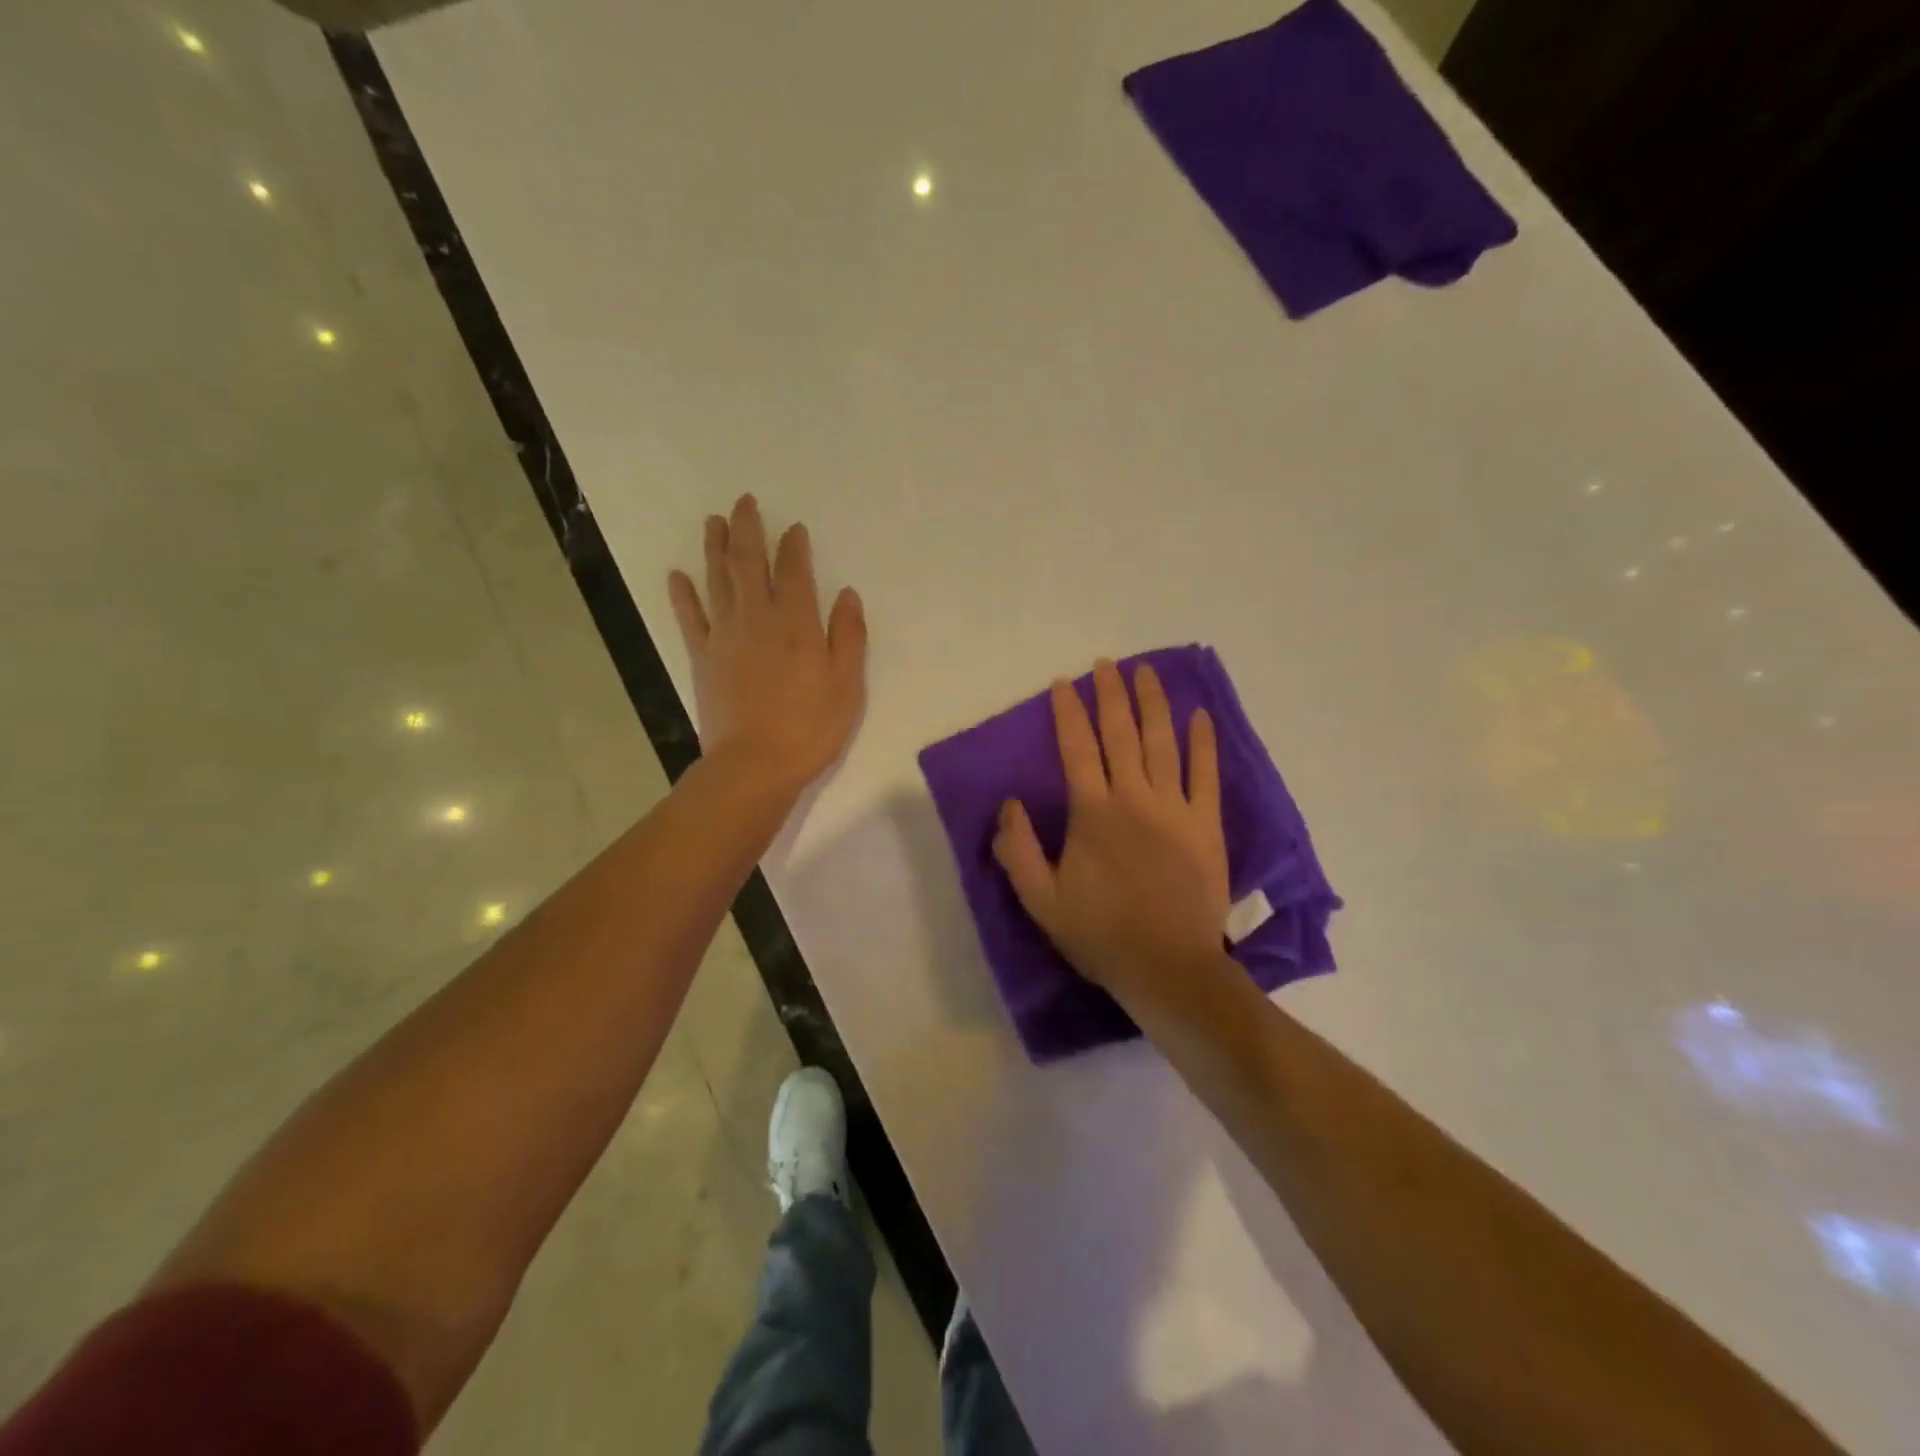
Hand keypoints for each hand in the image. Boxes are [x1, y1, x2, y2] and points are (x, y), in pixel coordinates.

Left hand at [667, 494, 866, 793]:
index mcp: (797, 623)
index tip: (794, 528)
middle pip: (749, 563)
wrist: (755, 764)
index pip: (795, 571)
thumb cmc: (810, 727)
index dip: (794, 545)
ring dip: (715, 548)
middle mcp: (758, 618)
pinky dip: (683, 595)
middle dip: (748, 530)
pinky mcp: (703, 658)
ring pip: (717, 581)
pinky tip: (677, 575)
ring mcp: (724, 636)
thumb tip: (847, 594)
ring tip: (714, 522)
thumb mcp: (847, 684)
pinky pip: (690, 618)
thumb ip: (849, 636)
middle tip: (744, 502)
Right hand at [993, 659, 1229, 1008]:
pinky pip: (1205, 775)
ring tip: (1146, 673)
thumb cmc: (1099, 933)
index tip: (1064, 684)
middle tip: (1106, 664)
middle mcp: (1133, 798)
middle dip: (1111, 694)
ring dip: (1153, 704)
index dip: (1068, 712)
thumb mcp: (1040, 900)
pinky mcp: (1205, 825)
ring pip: (1162, 743)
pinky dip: (1202, 743)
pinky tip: (1199, 716)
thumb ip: (1019, 850)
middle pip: (1121, 734)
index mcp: (1092, 812)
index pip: (1076, 748)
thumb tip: (1009, 804)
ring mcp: (1174, 808)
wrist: (1166, 966)